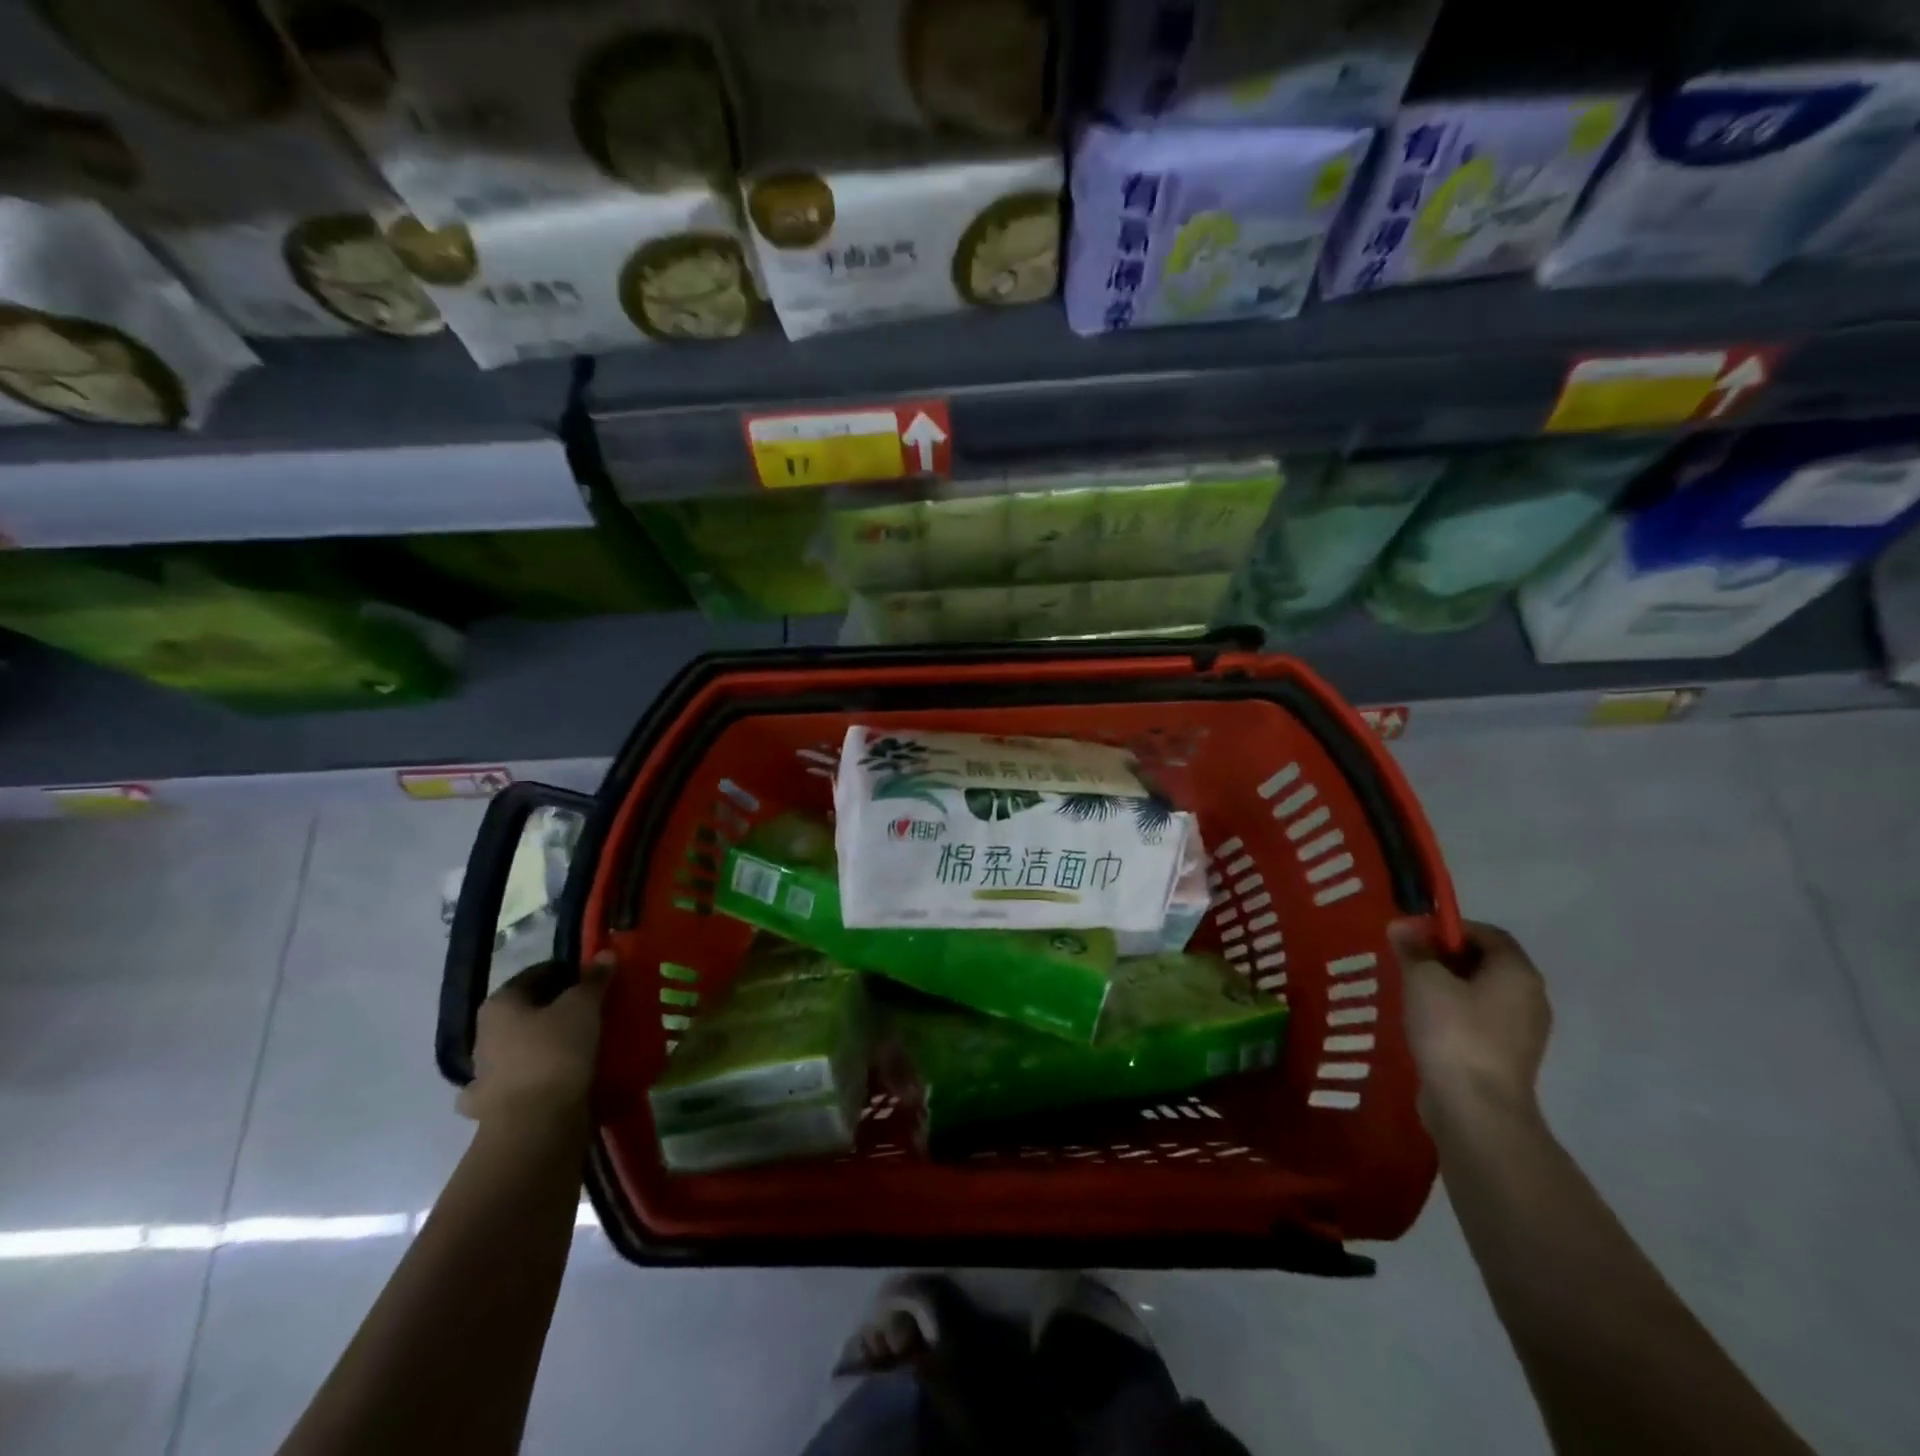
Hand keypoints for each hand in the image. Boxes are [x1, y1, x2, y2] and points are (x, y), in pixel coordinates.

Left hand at [455, 953, 611, 1126]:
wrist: (534, 1124)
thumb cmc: (556, 1052)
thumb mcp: (583, 1006)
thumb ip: (594, 979)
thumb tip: (604, 954)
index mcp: (500, 1004)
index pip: (537, 974)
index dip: (568, 972)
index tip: (594, 980)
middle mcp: (484, 1034)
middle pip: (527, 1010)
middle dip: (557, 1007)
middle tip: (592, 1009)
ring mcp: (483, 1073)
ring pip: (519, 1046)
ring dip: (543, 1042)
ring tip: (579, 1044)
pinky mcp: (492, 1106)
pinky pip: (518, 1080)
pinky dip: (533, 1077)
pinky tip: (551, 1079)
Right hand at [1390, 919, 1550, 1126]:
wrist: (1476, 1108)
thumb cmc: (1453, 1031)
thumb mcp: (1423, 979)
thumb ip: (1413, 949)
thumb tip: (1402, 926)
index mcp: (1517, 973)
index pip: (1487, 933)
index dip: (1449, 927)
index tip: (1414, 935)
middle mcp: (1530, 998)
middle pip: (1486, 962)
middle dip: (1444, 955)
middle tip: (1407, 960)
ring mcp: (1523, 1031)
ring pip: (1480, 992)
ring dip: (1446, 985)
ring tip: (1410, 991)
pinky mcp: (1507, 1056)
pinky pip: (1479, 1019)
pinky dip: (1453, 1012)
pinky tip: (1424, 1021)